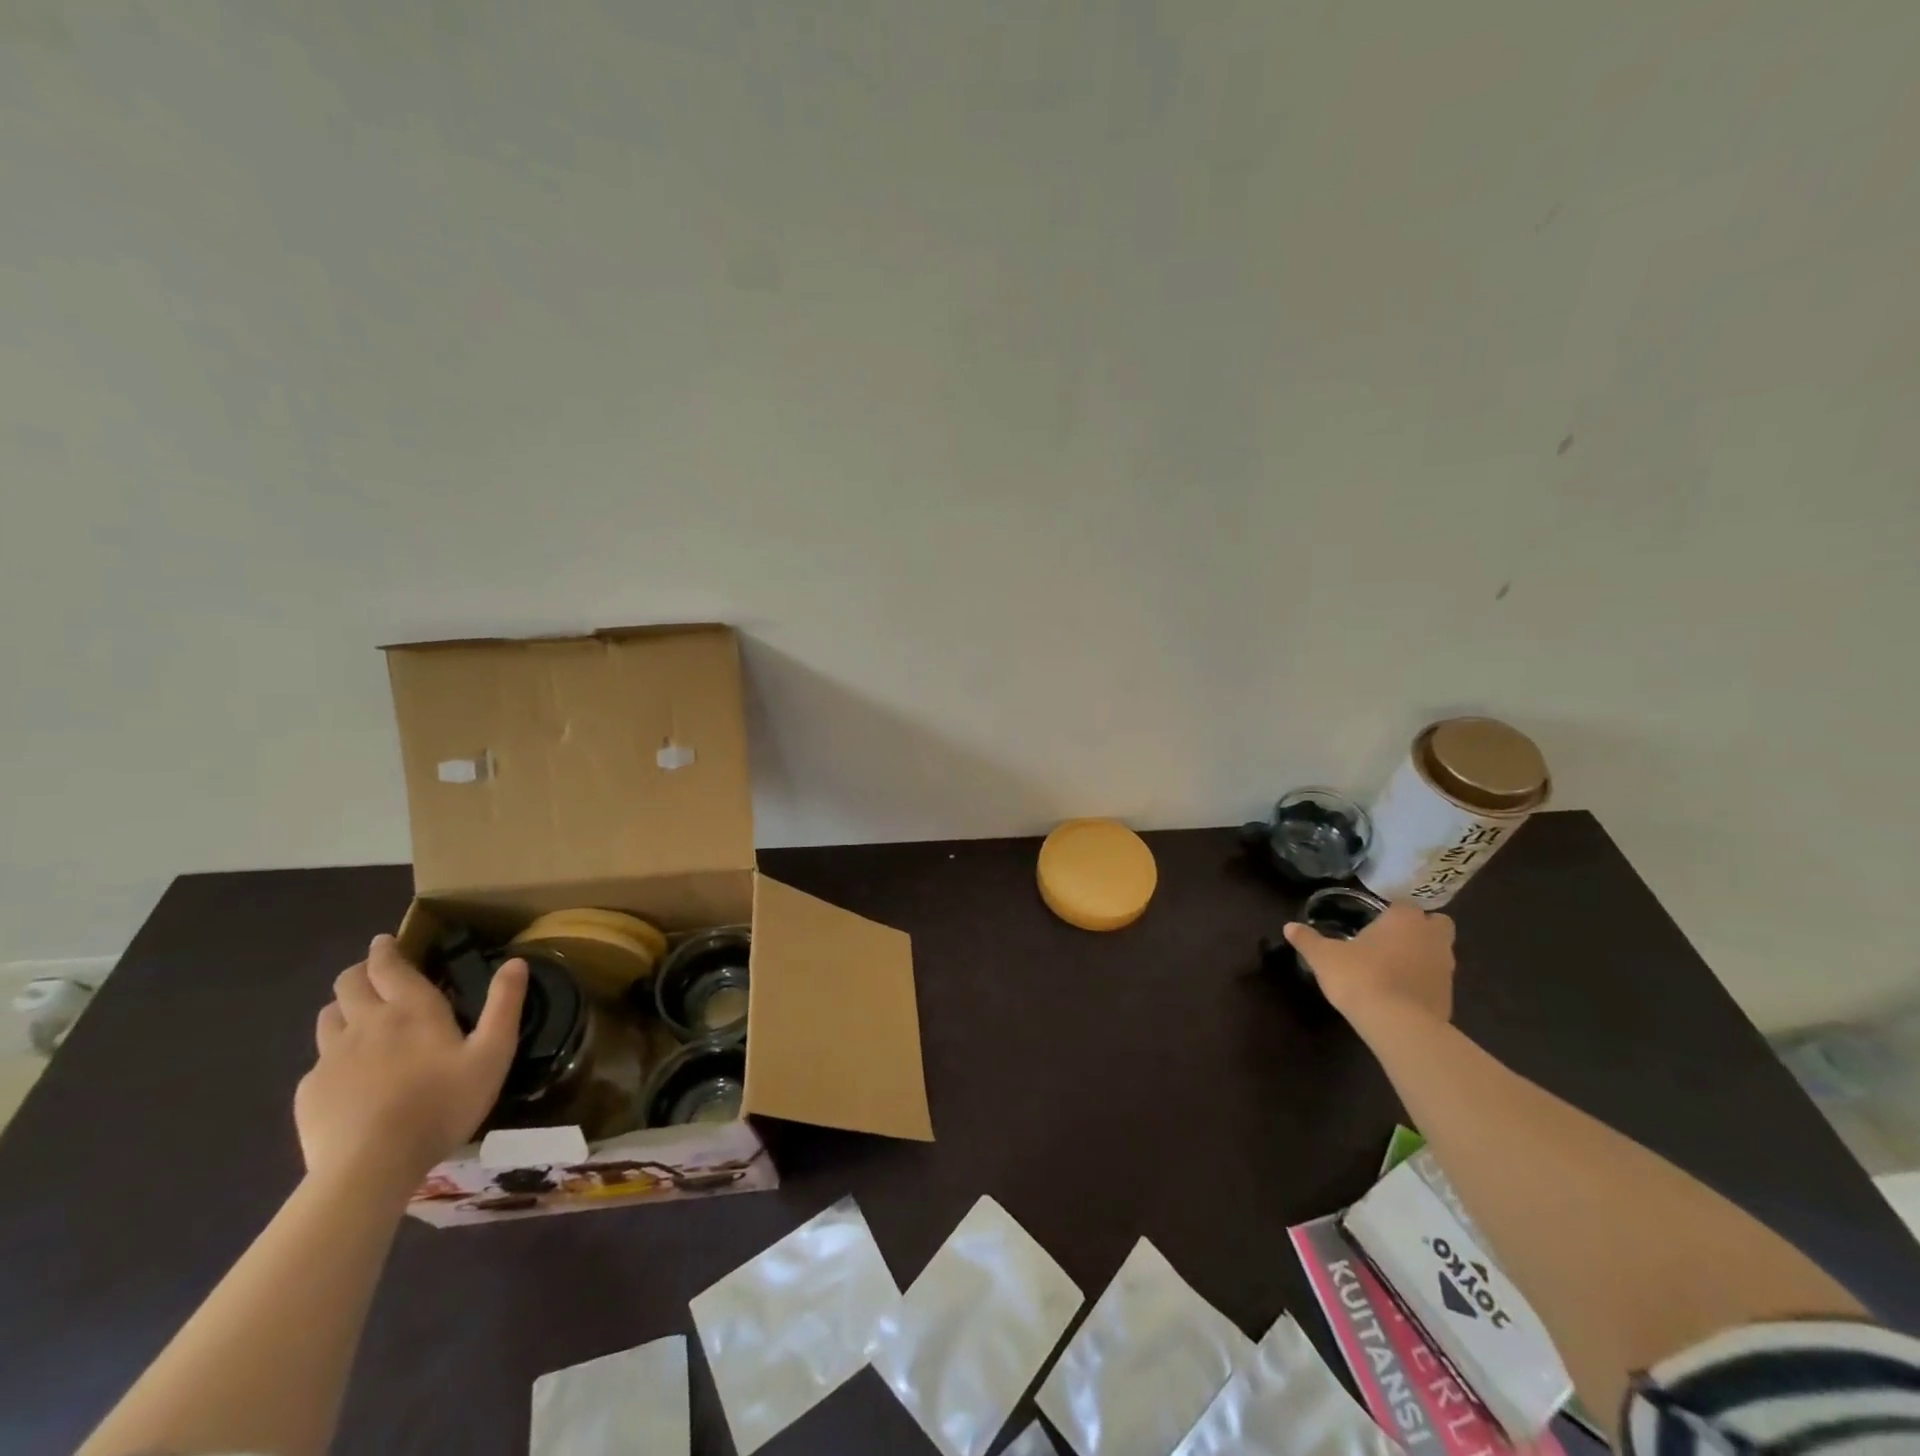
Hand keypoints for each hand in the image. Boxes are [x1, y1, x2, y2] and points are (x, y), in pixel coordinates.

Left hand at [295, 935, 525, 1197]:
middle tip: (374, 972)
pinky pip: (318, 1060)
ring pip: (328, 1016)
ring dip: (343, 1006)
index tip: (385, 941)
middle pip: (349, 983)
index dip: (386, 949)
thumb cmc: (441, 1104)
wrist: (369, 1167)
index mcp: (411, 1009)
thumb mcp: (492, 1054)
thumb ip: (504, 1005)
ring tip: (357, 1015)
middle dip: (361, 971)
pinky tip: (348, 1073)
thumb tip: (516, 961)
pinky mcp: (310, 1091)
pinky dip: (333, 1054)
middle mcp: (366, 1023)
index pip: (389, 965)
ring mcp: (331, 1058)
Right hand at [1284, 901, 1455, 1029]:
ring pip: (1439, 952)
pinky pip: (1436, 980)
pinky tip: (1399, 992)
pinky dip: (1422, 981)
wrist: (1398, 1026)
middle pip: (1436, 924)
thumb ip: (1308, 940)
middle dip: (1420, 928)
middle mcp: (1432, 938)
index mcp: (1405, 920)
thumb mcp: (1324, 957)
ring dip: (1422, 955)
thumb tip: (1289, 926)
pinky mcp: (1449, 997)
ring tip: (1392, 966)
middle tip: (1391, 938)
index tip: (1373, 921)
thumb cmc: (1361, 977)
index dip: (1391, 911)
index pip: (1405, 904)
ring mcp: (1446, 969)